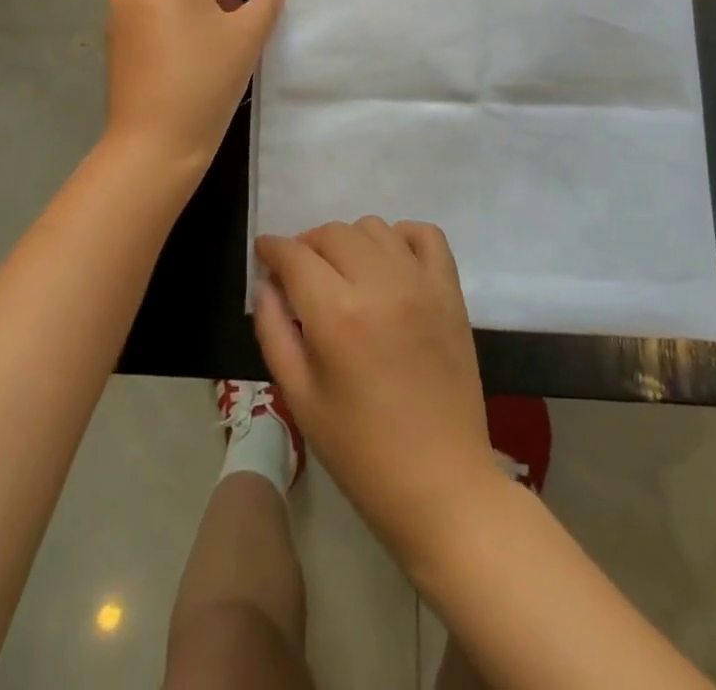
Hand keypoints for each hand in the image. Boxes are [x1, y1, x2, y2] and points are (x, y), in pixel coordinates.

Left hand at [104, 0, 283, 177]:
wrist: (153, 142)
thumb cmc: (205, 79)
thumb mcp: (248, 36)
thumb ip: (265, 3)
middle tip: (255, 7)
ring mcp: (119, 7)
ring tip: (232, 27)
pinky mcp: (115, 34)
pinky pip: (154, 8)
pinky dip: (181, 14)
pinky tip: (201, 44)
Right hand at [253, 219, 498, 562]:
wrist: (442, 487)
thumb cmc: (361, 453)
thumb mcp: (299, 398)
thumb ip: (274, 331)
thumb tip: (266, 284)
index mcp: (337, 315)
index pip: (295, 255)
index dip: (272, 249)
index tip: (264, 254)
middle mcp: (380, 286)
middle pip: (332, 233)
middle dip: (306, 246)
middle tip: (299, 275)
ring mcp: (421, 285)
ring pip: (374, 228)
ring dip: (349, 242)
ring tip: (343, 274)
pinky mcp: (451, 293)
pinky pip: (426, 235)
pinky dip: (402, 237)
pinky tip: (389, 263)